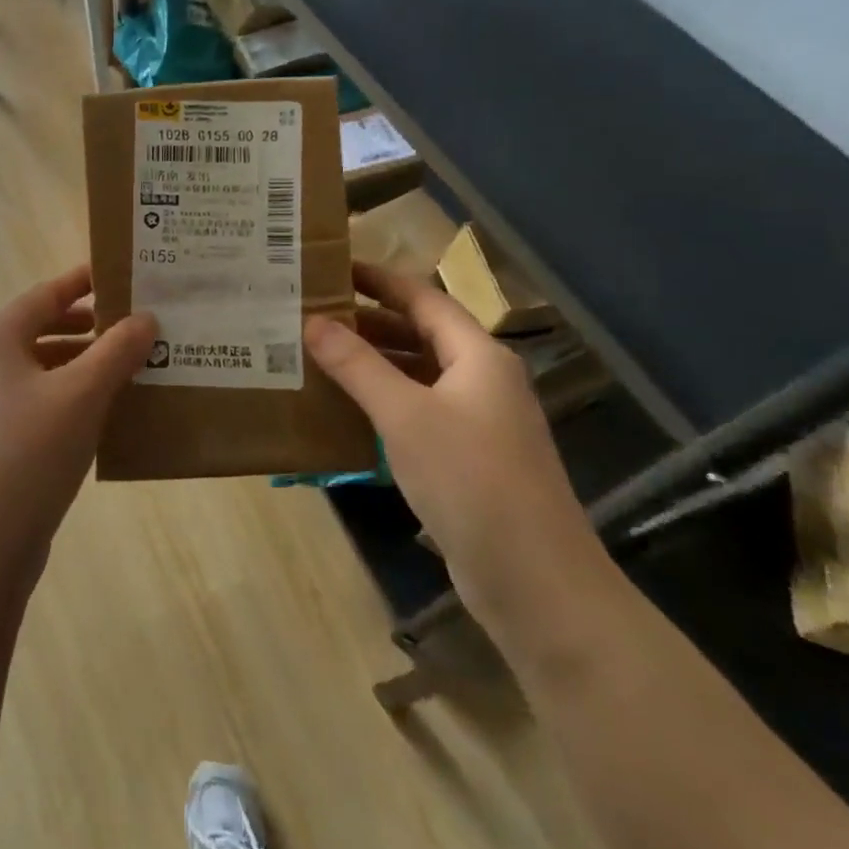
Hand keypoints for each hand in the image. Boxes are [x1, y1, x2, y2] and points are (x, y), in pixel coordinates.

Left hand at [0, 264, 156, 578]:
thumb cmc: (30, 453)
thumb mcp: (82, 394)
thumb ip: (116, 350)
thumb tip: (145, 318)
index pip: (45, 294)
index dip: (83, 282)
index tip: (122, 276)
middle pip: (41, 330)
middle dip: (88, 327)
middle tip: (135, 326)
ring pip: (41, 370)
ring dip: (82, 365)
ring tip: (128, 370)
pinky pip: (36, 403)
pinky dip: (68, 397)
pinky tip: (101, 414)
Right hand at [305, 262, 605, 630]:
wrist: (535, 580)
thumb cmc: (471, 481)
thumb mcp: (405, 416)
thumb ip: (358, 366)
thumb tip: (313, 322)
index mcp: (478, 356)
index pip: (423, 298)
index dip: (379, 280)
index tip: (334, 268)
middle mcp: (482, 380)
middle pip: (420, 334)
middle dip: (369, 322)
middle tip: (313, 314)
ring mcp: (478, 422)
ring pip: (418, 375)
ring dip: (373, 364)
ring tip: (318, 356)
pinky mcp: (468, 458)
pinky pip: (418, 412)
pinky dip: (383, 402)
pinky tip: (346, 411)